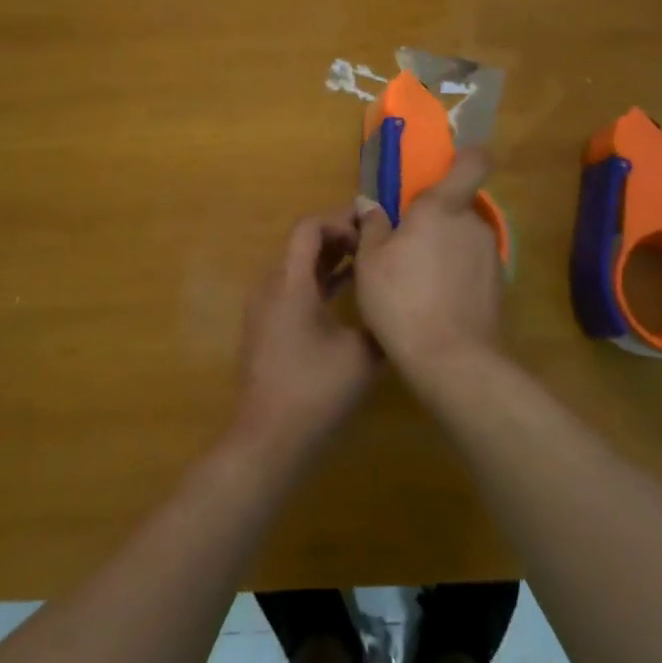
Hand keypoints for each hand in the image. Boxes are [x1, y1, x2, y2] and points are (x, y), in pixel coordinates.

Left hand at [233, 211, 380, 461]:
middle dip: (338, 239)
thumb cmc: (316, 392)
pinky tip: (346, 294)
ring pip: (297, 267)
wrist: (269, 439)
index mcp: (291, 284)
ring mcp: (264, 307)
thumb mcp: (362, 355)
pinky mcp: (266, 326)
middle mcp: (271, 287)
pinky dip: (318, 282)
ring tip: (366, 265)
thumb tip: (397, 299)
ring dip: (329, 261)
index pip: (309, 228)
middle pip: (302, 245)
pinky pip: (292, 288)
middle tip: (374, 244)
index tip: (370, 235)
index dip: (340, 223)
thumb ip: (379, 320)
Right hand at [355, 149, 502, 383]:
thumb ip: (373, 225)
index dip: (467, 156)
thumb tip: (370, 203)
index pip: (472, 163)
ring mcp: (490, 256)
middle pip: (457, 207)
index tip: (450, 163)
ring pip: (463, 239)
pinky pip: (472, 267)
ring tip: (416, 281)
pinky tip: (434, 302)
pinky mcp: (498, 286)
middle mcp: (473, 224)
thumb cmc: (401, 299)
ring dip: (444, 249)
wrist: (451, 360)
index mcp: (442, 208)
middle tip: (405, 245)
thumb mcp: (370, 261)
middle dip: (435, 220)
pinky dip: (455, 275)